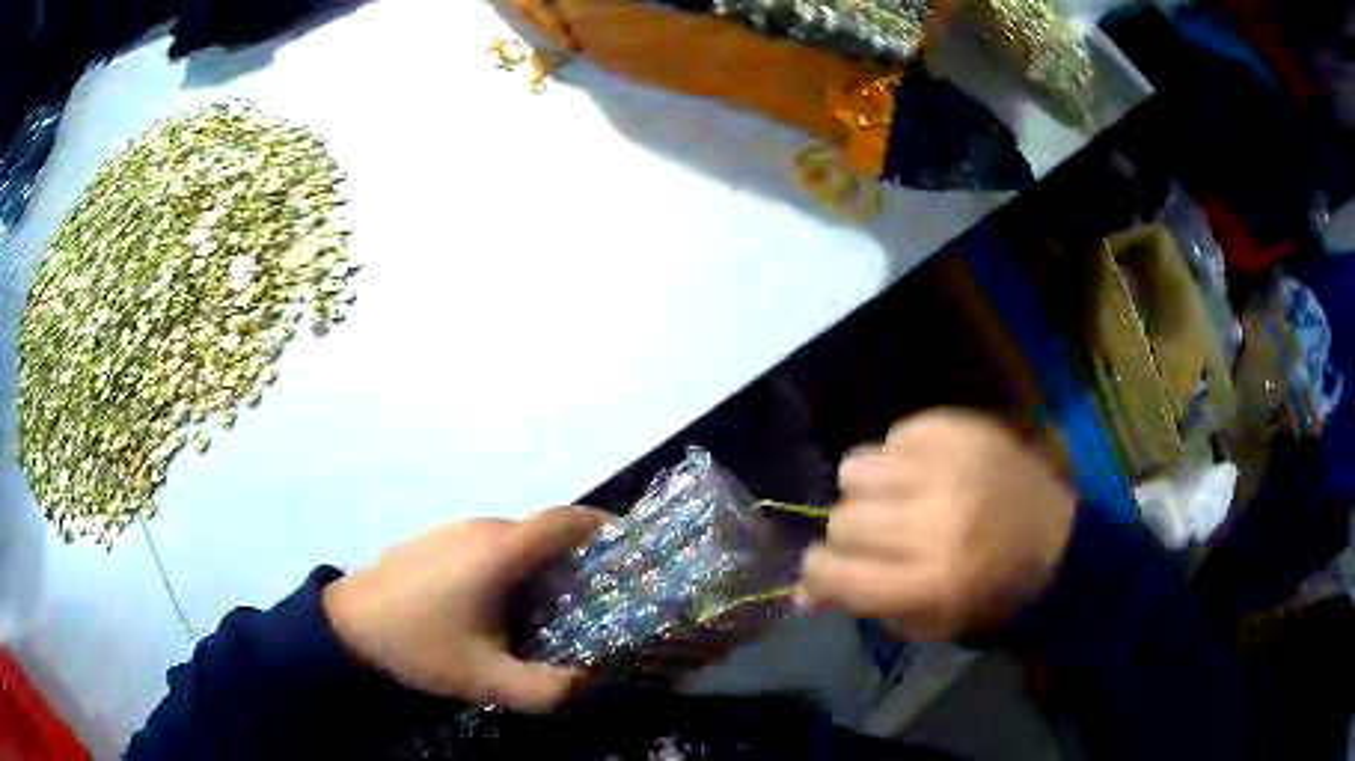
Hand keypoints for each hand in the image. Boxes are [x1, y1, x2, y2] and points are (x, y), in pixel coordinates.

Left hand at [322, 507, 608, 711]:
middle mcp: (481, 529)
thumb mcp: (485, 678)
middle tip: (596, 597)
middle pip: (543, 531)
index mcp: (500, 551)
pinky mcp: (434, 540)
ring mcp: (453, 530)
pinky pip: (488, 545)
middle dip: (576, 557)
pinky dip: (511, 565)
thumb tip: (591, 685)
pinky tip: (500, 604)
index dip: (603, 526)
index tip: (629, 549)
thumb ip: (546, 689)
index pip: (566, 520)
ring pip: (514, 539)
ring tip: (553, 606)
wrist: (345, 625)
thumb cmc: (418, 644)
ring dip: (541, 563)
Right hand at [796, 408, 1076, 640]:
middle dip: (849, 535)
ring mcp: (951, 467)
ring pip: (857, 468)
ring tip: (895, 497)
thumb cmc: (992, 595)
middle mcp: (936, 520)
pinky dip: (899, 456)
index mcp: (931, 580)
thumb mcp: (929, 623)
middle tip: (876, 538)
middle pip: (843, 520)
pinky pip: (895, 434)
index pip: (835, 572)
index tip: (824, 570)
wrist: (1058, 541)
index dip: (817, 574)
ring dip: (868, 489)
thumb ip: (863, 605)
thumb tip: (802, 594)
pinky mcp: (964, 430)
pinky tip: (923, 472)